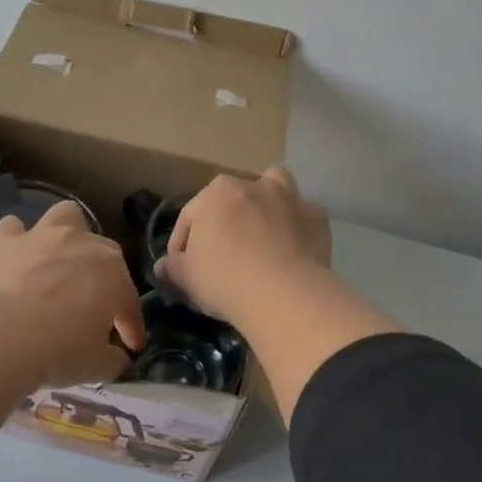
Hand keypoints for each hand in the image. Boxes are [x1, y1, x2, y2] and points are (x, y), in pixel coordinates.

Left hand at [0, 201, 145, 388]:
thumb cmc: (60, 351)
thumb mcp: (98, 366)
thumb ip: (114, 360)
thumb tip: (118, 360)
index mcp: (113, 272)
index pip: (128, 301)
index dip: (131, 325)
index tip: (131, 346)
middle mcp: (81, 244)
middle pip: (102, 254)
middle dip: (102, 278)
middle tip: (93, 309)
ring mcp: (41, 237)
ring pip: (64, 218)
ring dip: (66, 236)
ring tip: (60, 263)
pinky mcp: (3, 242)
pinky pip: (13, 229)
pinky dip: (17, 241)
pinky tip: (15, 261)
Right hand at [155, 167, 331, 327]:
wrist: (283, 295)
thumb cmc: (224, 279)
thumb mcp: (186, 277)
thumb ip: (172, 267)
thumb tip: (163, 266)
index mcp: (216, 193)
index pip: (190, 216)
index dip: (182, 243)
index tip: (181, 268)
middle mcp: (254, 185)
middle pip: (233, 200)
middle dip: (226, 220)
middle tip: (222, 253)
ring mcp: (291, 199)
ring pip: (276, 191)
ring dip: (268, 206)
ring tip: (262, 237)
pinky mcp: (318, 219)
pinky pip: (302, 220)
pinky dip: (296, 231)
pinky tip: (291, 254)